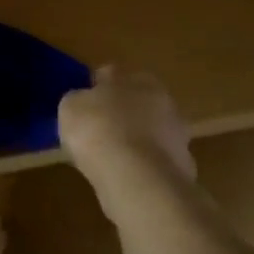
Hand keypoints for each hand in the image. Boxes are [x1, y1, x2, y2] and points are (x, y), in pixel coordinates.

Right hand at [57, 67, 197, 216]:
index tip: (83, 102)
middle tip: (99, 128)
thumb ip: (79, 99)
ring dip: (135, 139)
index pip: (112, 75)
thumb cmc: (99, 130)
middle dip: (121, 112)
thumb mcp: (71, 107)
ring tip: (111, 156)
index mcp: (133, 78)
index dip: (96, 87)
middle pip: (136, 101)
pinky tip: (126, 176)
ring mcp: (176, 134)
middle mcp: (161, 99)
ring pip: (149, 130)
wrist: (138, 178)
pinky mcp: (183, 166)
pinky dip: (143, 165)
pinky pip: (155, 160)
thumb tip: (83, 101)